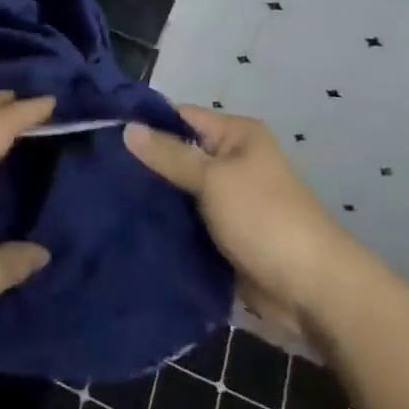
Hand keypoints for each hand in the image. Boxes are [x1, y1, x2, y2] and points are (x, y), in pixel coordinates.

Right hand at [125, 106, 346, 322]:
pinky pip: (186, 221)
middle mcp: (232, 161)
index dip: (146, 123)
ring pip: (178, 191)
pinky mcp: (223, 235)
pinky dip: (165, 224)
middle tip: (96, 170)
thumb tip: (127, 128)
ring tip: (103, 198)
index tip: (103, 133)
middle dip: (144, 164)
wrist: (312, 291)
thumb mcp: (214, 180)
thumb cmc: (265, 219)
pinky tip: (128, 226)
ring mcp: (227, 200)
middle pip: (178, 154)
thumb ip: (169, 155)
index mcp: (237, 136)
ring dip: (152, 198)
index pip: (181, 117)